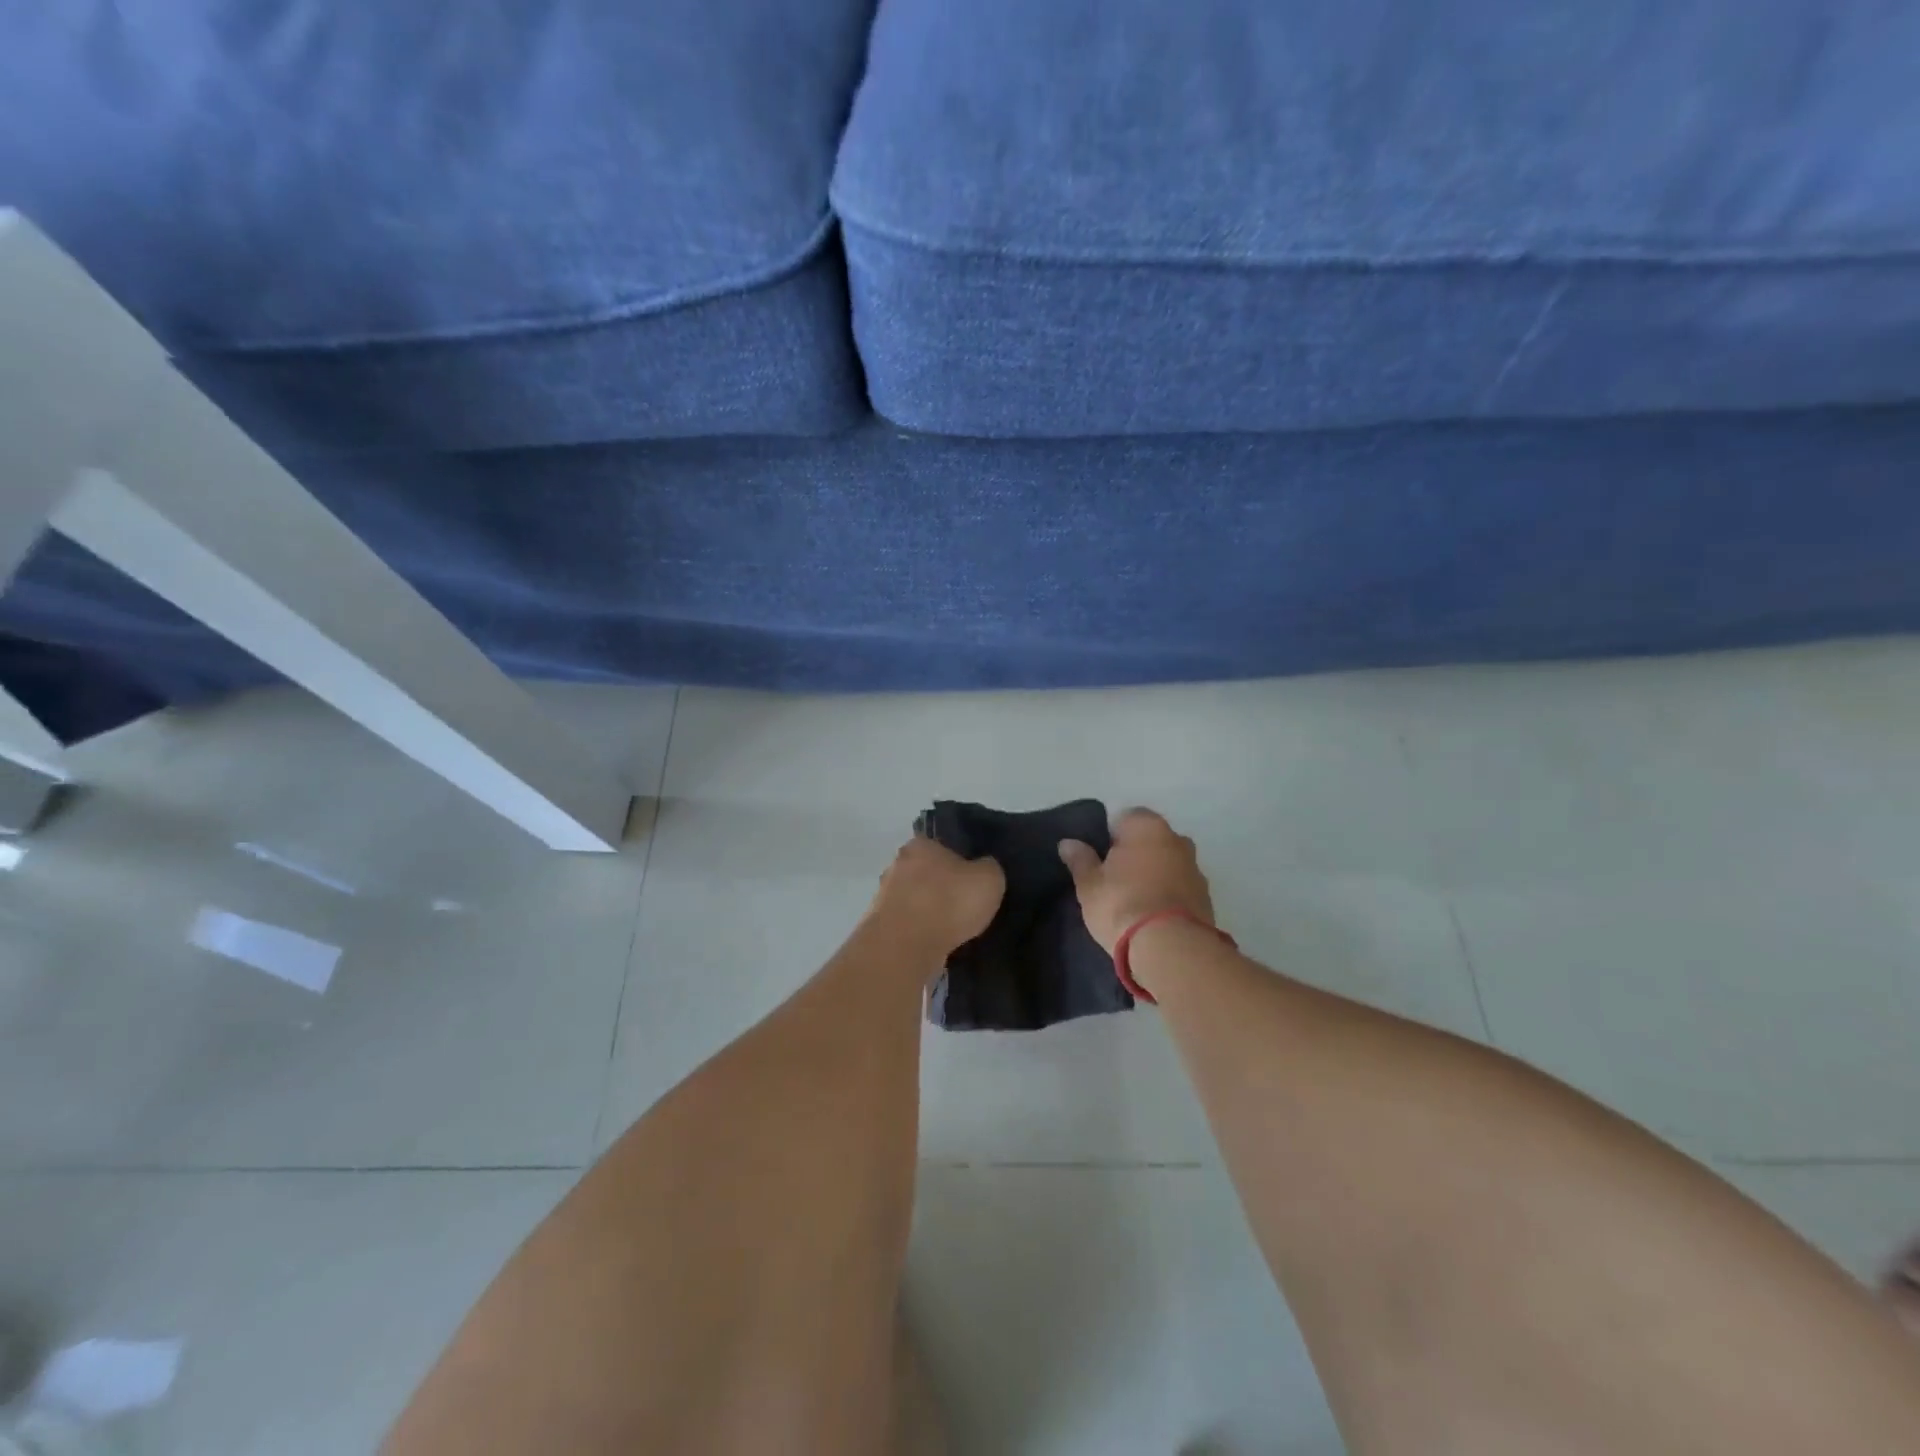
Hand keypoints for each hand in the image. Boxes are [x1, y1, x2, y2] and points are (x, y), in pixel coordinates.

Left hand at [868, 835, 1005, 957]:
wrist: (906, 947)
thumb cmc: (949, 903)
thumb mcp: (989, 879)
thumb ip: (989, 868)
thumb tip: (984, 867)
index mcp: (920, 844)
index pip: (942, 845)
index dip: (960, 860)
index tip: (973, 878)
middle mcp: (896, 864)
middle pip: (926, 872)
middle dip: (942, 886)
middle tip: (965, 904)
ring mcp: (884, 896)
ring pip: (915, 899)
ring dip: (930, 911)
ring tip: (953, 928)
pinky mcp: (881, 926)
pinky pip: (908, 924)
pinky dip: (921, 932)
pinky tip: (937, 943)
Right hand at [1058, 808, 1214, 954]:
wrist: (1171, 948)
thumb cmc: (1122, 905)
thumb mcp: (1089, 885)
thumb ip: (1080, 860)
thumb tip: (1068, 843)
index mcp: (1147, 826)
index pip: (1125, 817)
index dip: (1110, 836)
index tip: (1100, 859)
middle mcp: (1176, 839)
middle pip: (1150, 839)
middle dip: (1136, 853)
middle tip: (1115, 879)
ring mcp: (1196, 868)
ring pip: (1168, 863)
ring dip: (1155, 873)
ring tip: (1135, 900)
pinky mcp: (1206, 897)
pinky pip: (1181, 886)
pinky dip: (1169, 894)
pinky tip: (1154, 915)